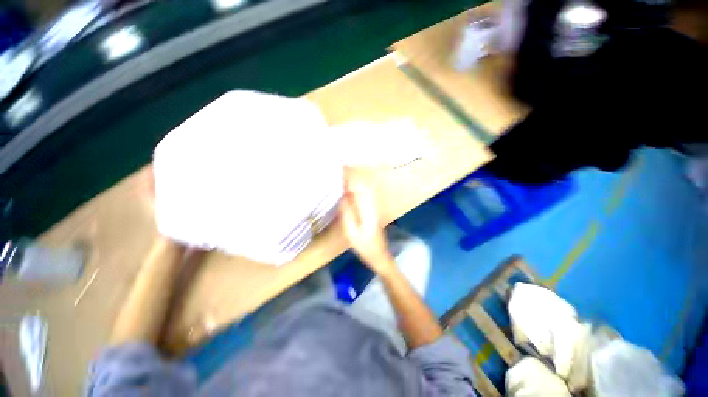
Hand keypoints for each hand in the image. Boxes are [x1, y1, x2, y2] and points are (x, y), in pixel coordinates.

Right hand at [340, 168, 396, 275]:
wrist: (379, 255)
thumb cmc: (365, 246)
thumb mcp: (351, 232)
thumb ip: (347, 213)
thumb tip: (343, 196)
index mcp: (368, 209)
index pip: (359, 188)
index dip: (349, 178)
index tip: (339, 170)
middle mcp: (372, 204)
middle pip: (363, 184)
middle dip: (351, 176)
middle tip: (338, 171)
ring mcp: (374, 206)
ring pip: (365, 188)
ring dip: (354, 181)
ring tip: (341, 177)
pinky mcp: (373, 209)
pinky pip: (365, 194)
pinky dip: (357, 188)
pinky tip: (348, 190)